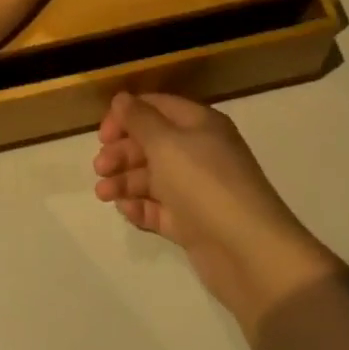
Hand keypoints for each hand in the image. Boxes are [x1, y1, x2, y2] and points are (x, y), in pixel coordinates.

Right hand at [93, 93, 339, 327]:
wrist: (248, 252)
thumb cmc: (205, 184)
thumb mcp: (167, 144)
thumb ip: (140, 120)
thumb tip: (121, 98)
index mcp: (200, 125)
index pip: (157, 107)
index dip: (127, 116)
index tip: (102, 135)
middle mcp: (200, 152)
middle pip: (153, 143)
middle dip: (123, 152)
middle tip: (100, 168)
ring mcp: (197, 189)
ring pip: (154, 177)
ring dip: (126, 181)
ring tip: (104, 194)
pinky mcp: (194, 223)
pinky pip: (161, 208)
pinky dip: (141, 207)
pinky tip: (126, 210)